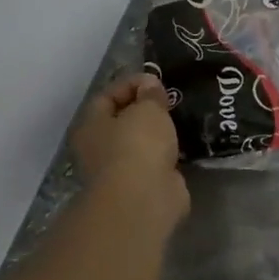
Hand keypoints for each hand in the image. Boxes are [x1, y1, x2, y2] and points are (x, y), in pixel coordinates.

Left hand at [73, 74, 188, 226]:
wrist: (144, 199)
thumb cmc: (137, 145)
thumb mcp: (147, 108)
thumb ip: (150, 94)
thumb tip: (150, 85)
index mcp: (91, 126)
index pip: (106, 96)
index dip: (130, 84)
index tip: (157, 80)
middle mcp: (99, 148)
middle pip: (123, 120)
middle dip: (146, 109)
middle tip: (172, 99)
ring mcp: (120, 170)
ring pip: (141, 142)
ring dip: (159, 133)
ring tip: (183, 119)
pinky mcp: (142, 186)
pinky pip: (156, 161)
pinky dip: (169, 153)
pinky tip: (187, 143)